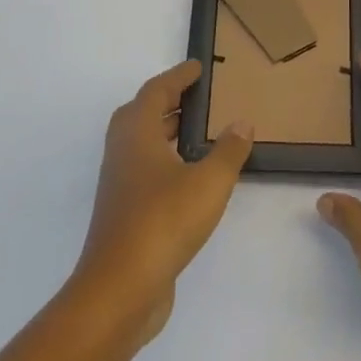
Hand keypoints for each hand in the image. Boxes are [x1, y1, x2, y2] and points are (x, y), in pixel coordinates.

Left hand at [73, 60, 252, 343]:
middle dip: (166, 102)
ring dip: (163, 132)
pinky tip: (188, 178)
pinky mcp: (123, 216)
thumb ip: (228, 151)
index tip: (197, 68)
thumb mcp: (208, 182)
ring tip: (196, 134)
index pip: (155, 92)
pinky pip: (143, 172)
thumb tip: (242, 123)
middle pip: (139, 115)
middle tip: (194, 98)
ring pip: (139, 145)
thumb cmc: (163, 223)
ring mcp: (119, 187)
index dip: (177, 76)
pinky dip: (164, 162)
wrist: (119, 292)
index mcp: (137, 135)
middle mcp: (122, 154)